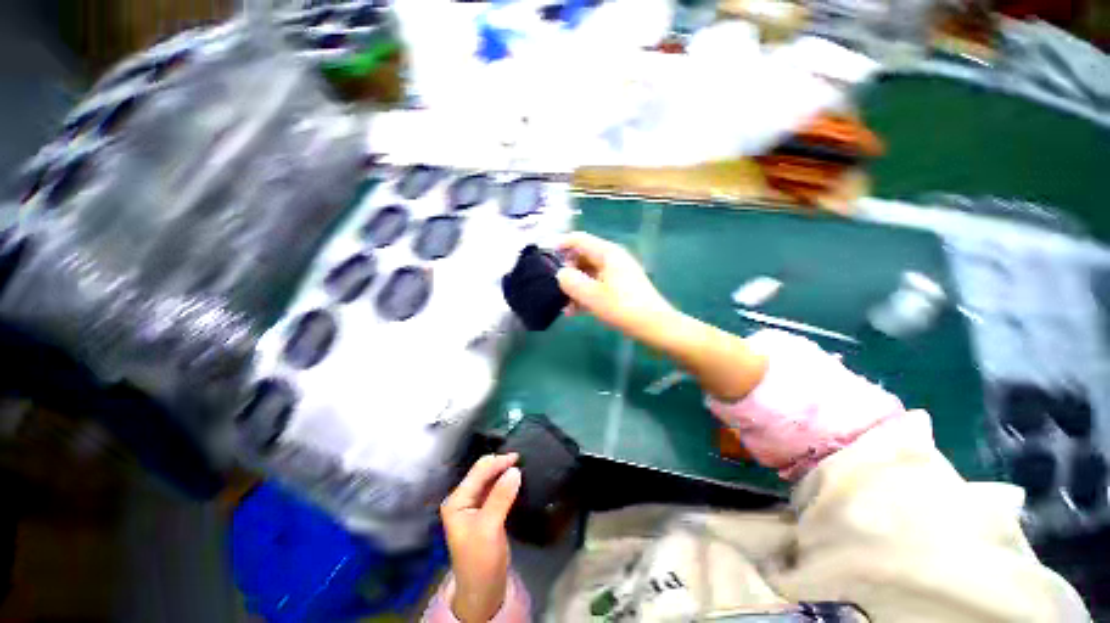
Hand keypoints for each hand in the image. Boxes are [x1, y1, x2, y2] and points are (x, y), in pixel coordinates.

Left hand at [440, 454, 521, 622]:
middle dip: (500, 464)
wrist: (483, 589)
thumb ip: (500, 497)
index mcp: (457, 501)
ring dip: (503, 472)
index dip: (497, 462)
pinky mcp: (485, 511)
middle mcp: (463, 499)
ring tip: (521, 465)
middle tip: (521, 459)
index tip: (518, 457)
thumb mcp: (489, 528)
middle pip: (483, 473)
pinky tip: (516, 480)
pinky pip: (495, 489)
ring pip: (490, 479)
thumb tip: (515, 470)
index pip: (478, 472)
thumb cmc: (481, 560)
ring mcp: (474, 505)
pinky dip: (505, 482)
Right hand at [556, 232, 675, 341]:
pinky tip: (575, 311)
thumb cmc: (623, 308)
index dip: (560, 245)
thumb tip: (561, 274)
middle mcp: (612, 259)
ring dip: (575, 287)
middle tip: (555, 289)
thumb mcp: (592, 295)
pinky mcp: (620, 287)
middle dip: (567, 272)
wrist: (655, 326)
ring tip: (564, 306)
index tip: (544, 260)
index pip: (578, 239)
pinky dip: (585, 294)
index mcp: (607, 253)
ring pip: (588, 274)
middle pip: (582, 257)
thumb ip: (571, 281)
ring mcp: (617, 273)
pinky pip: (597, 285)